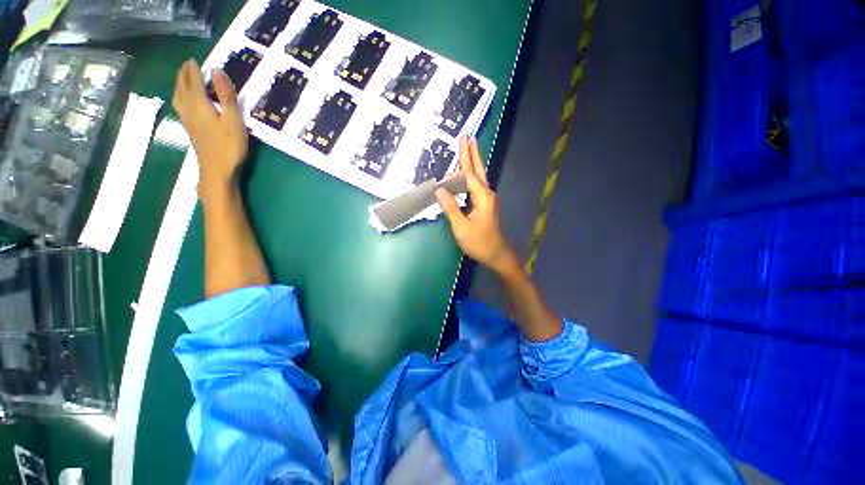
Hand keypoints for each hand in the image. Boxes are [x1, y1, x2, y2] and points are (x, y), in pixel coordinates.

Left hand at [172, 59, 247, 197]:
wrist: (217, 171)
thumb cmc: (229, 146)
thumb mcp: (234, 120)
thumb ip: (226, 96)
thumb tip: (217, 71)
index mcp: (199, 104)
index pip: (194, 82)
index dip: (194, 70)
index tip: (195, 60)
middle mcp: (189, 110)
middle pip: (182, 88)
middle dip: (184, 75)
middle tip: (187, 66)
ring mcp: (188, 121)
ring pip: (178, 98)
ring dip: (179, 86)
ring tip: (183, 80)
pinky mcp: (191, 131)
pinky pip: (181, 108)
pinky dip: (181, 98)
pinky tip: (185, 102)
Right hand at [436, 137, 519, 275]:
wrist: (497, 254)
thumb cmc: (480, 242)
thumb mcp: (462, 228)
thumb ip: (451, 208)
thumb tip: (439, 190)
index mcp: (482, 197)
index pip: (469, 175)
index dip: (461, 162)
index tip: (456, 146)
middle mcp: (486, 194)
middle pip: (477, 170)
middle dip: (471, 152)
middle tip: (467, 136)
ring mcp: (486, 199)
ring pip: (478, 177)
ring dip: (472, 162)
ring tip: (467, 148)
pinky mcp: (484, 205)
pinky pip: (475, 186)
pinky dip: (469, 177)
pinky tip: (465, 175)